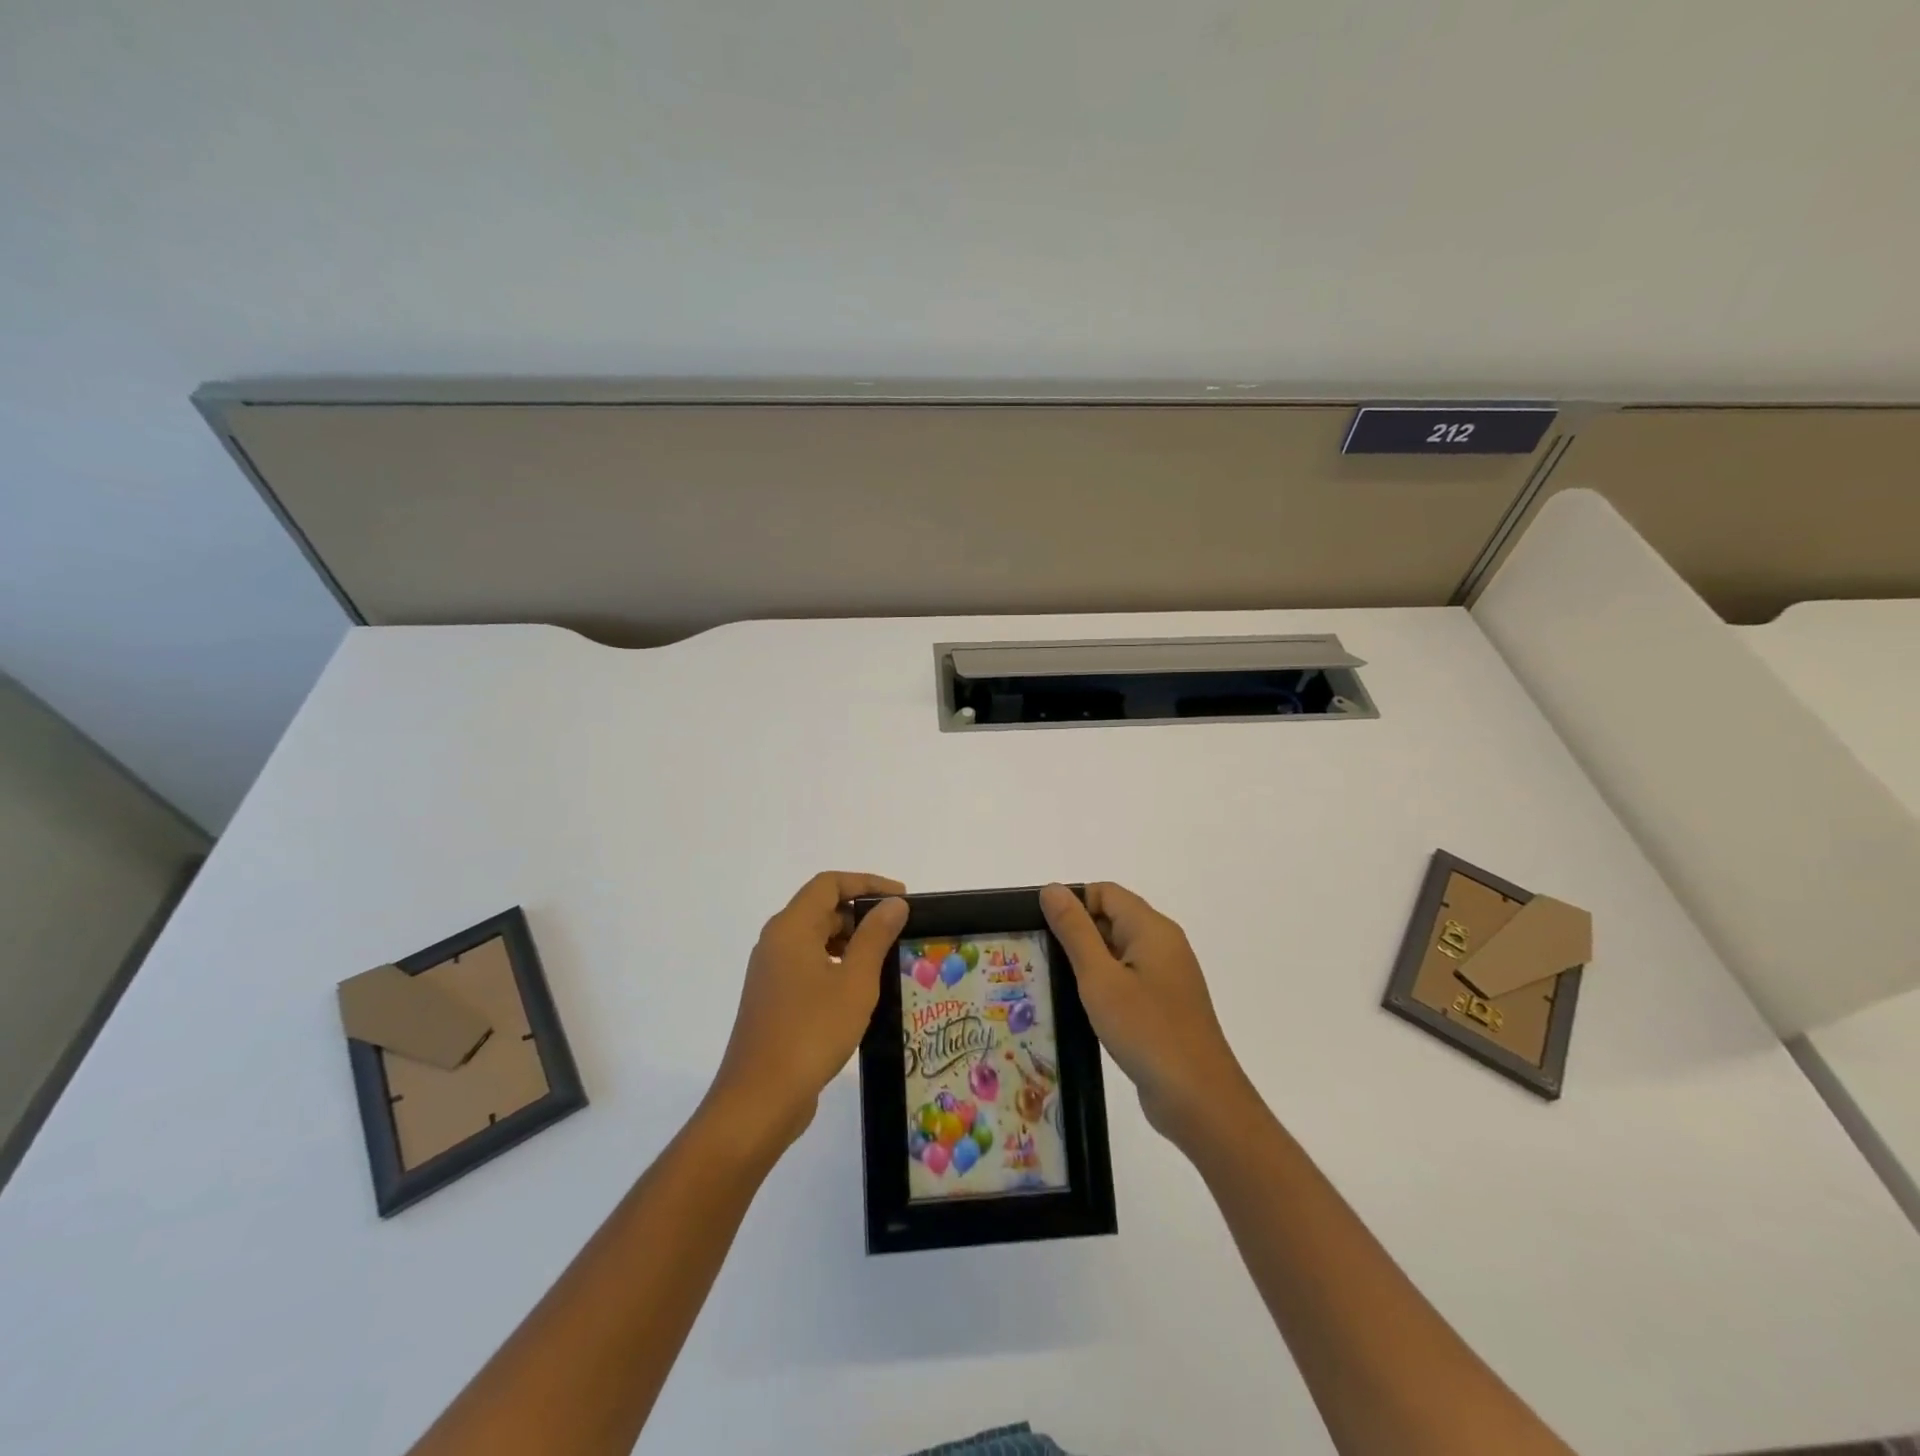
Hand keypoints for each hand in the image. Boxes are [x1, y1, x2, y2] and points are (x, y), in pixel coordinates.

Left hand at [709, 872, 908, 1151]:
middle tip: (899, 931)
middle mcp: (776, 942)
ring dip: (850, 940)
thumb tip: (894, 904)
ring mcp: (771, 972)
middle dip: (861, 913)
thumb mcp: (855, 982)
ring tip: (886, 959)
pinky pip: (808, 964)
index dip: (867, 883)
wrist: (759, 1099)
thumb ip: (875, 937)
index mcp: (791, 928)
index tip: (902, 899)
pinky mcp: (773, 998)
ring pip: (815, 938)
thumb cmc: (812, 1032)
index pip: (829, 884)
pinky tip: (860, 989)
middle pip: (821, 908)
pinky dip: (836, 964)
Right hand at [1041, 881, 1255, 1148]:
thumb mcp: (1100, 978)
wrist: (1199, 1100)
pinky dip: (1104, 985)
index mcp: (1152, 928)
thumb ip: (1075, 931)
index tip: (1041, 929)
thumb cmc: (1146, 1031)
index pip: (1105, 892)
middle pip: (1112, 918)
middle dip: (1076, 932)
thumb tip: (1052, 889)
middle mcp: (1163, 944)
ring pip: (1118, 951)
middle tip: (1039, 957)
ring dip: (1087, 962)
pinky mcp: (1165, 1005)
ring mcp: (1167, 976)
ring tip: (1052, 982)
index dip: (1072, 903)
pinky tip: (1082, 1008)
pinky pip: (1128, 978)